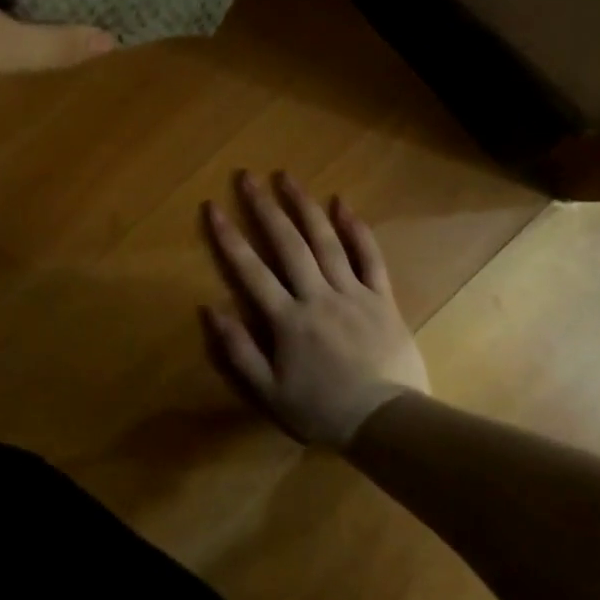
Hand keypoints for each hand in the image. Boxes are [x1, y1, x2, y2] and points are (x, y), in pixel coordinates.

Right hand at [200, 171, 430, 448]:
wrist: (388, 423)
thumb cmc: (324, 410)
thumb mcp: (270, 393)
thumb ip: (239, 350)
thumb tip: (211, 308)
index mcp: (288, 319)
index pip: (251, 270)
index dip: (229, 237)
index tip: (213, 206)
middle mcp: (317, 296)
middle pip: (288, 244)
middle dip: (265, 208)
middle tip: (248, 176)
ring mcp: (353, 293)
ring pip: (326, 241)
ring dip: (305, 206)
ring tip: (287, 177)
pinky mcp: (382, 298)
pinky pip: (369, 257)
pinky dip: (356, 229)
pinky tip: (343, 204)